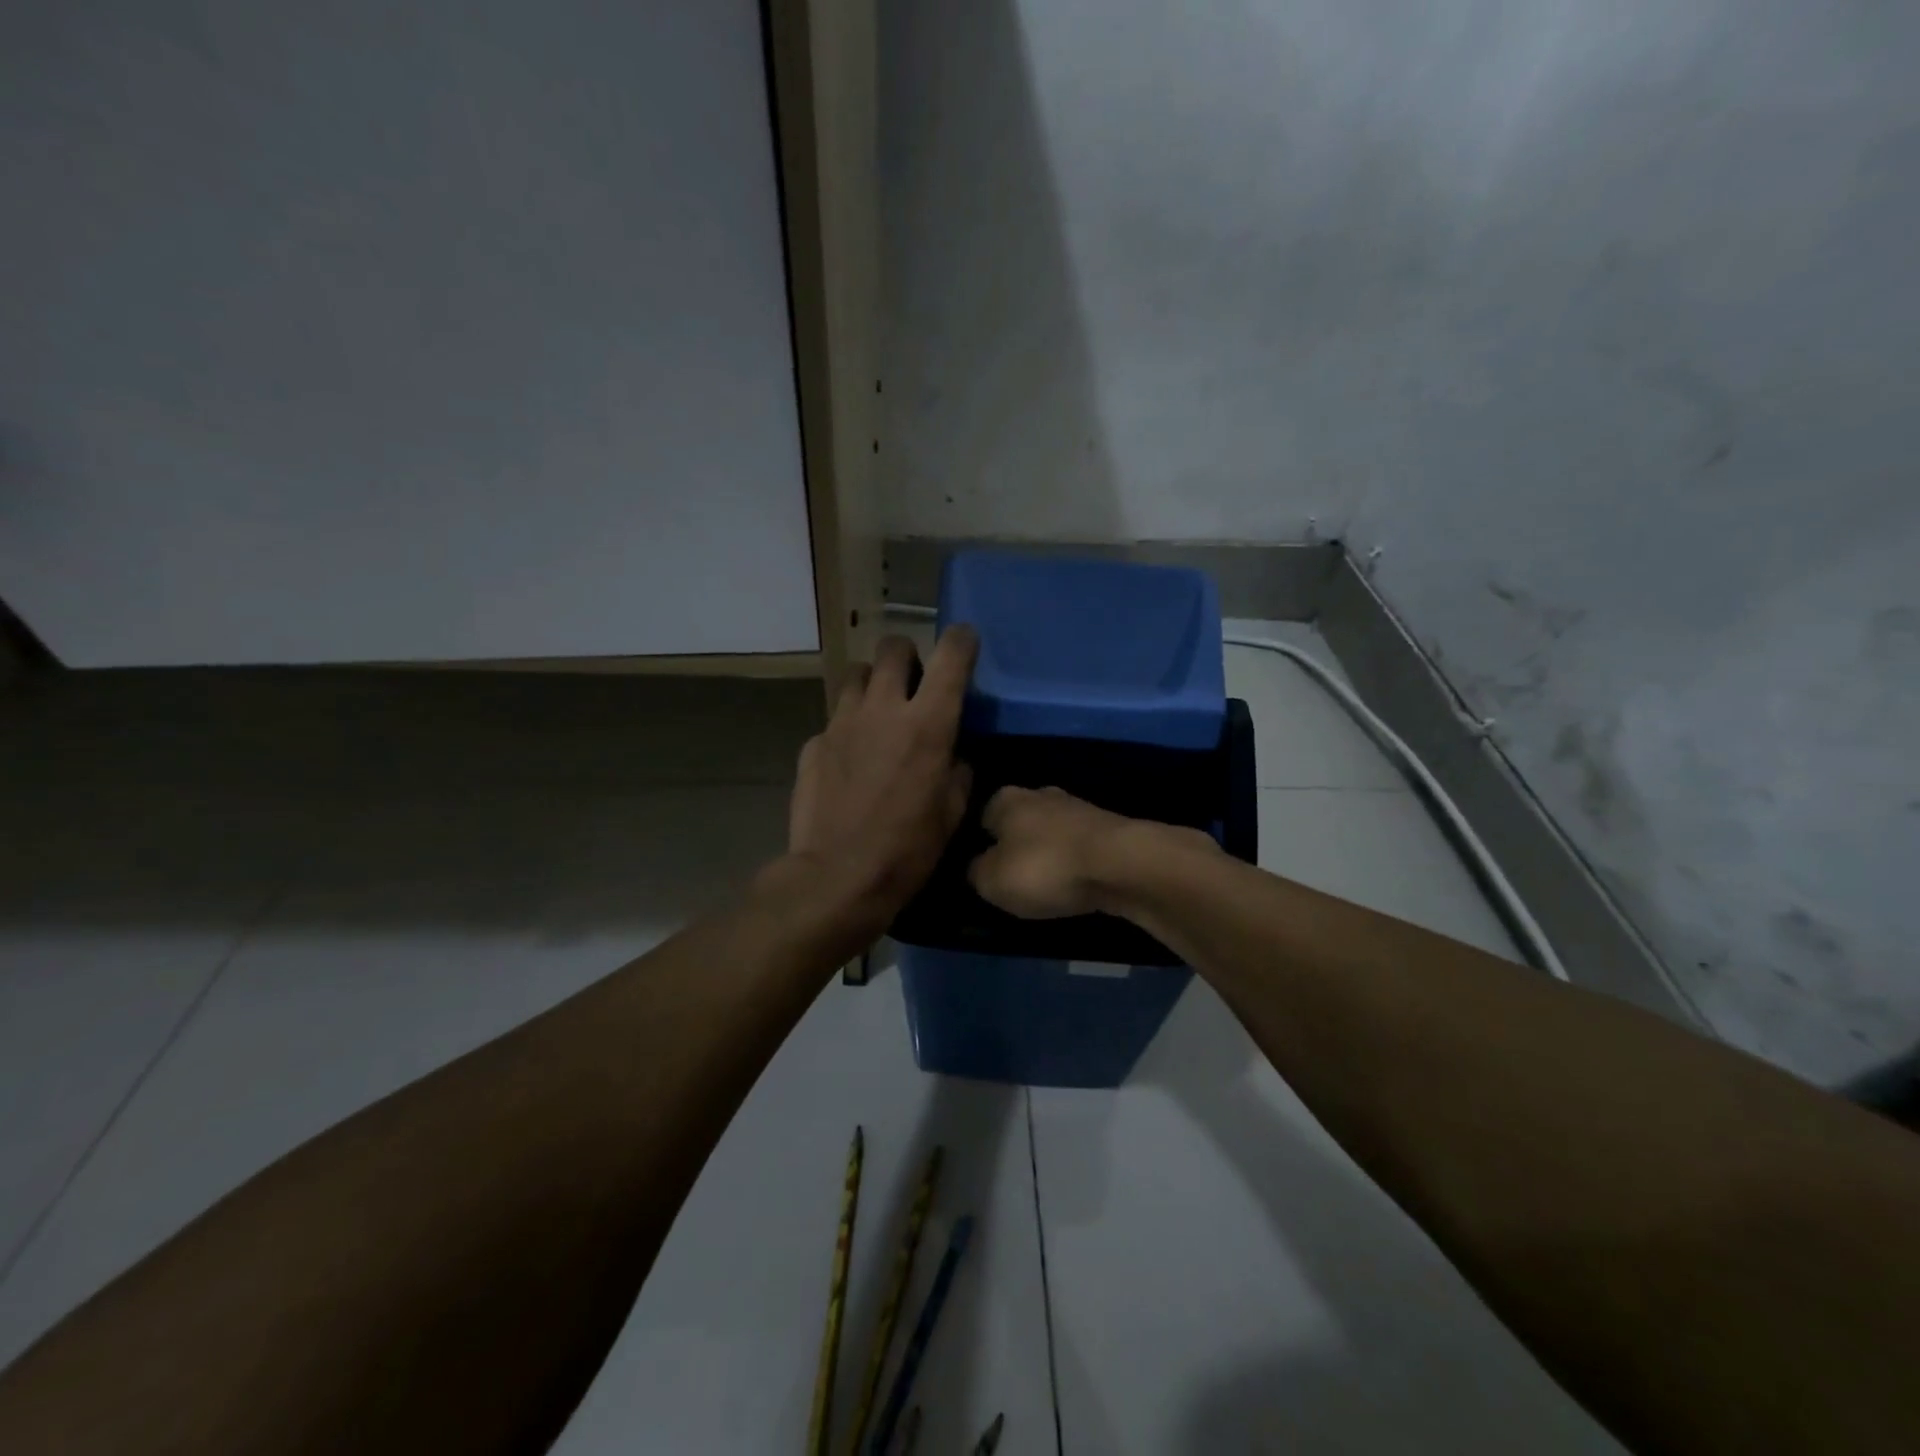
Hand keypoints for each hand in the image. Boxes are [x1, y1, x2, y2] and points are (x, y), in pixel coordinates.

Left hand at [786, 629, 977, 931]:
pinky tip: (850, 759)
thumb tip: (954, 756)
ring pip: (856, 675)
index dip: (961, 641)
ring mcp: (841, 723)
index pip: (950, 656)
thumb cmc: (907, 850)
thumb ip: (958, 772)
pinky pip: (834, 720)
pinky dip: (848, 729)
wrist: (837, 878)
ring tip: (878, 712)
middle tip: (913, 681)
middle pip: (893, 648)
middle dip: (908, 655)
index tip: (964, 642)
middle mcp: (883, 709)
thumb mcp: (951, 813)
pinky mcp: (814, 744)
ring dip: (873, 684)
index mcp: (927, 724)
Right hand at [969, 786, 1208, 918]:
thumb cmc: (1044, 868)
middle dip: (1016, 846)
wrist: (1121, 865)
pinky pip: (1078, 848)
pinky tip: (1075, 883)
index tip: (982, 870)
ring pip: (1051, 833)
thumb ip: (975, 872)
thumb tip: (977, 868)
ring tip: (1046, 886)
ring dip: (1048, 855)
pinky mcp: (1108, 828)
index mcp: (1005, 799)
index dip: (979, 844)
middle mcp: (1040, 794)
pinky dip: (1074, 864)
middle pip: (1019, 822)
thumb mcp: (991, 881)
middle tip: (1013, 879)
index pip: (981, 818)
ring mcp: (1078, 808)